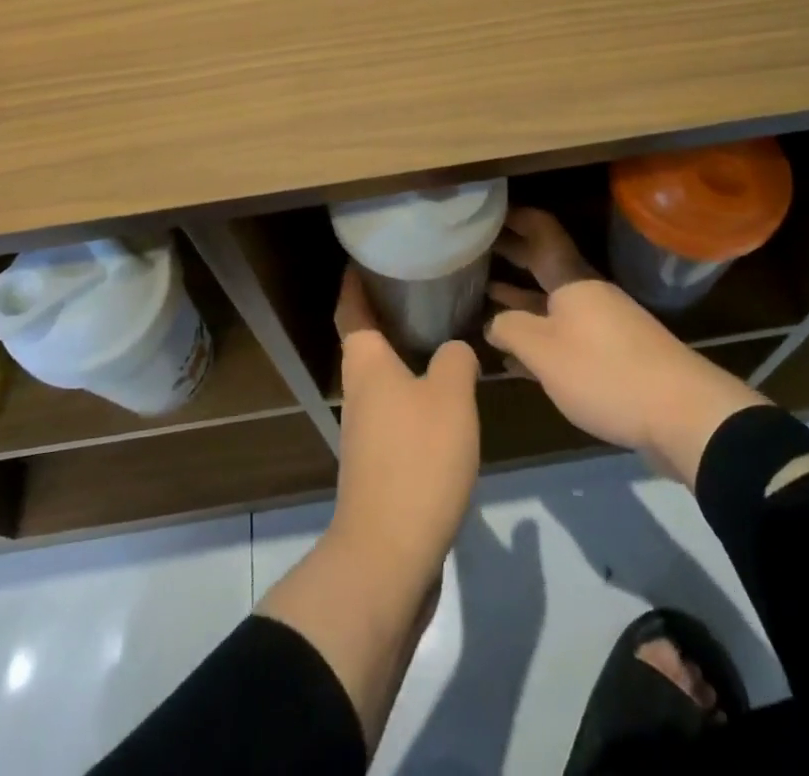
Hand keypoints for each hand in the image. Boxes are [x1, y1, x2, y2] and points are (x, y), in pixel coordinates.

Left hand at [257, 267, 479, 741]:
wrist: (390, 553)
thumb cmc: (416, 459)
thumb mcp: (450, 398)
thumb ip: (455, 361)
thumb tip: (455, 350)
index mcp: (366, 363)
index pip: (352, 308)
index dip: (355, 280)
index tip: (366, 255)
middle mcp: (359, 389)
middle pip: (365, 339)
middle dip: (385, 311)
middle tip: (421, 286)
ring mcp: (366, 429)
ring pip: (382, 375)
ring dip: (402, 351)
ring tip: (439, 331)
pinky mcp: (380, 461)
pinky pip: (395, 408)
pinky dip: (413, 389)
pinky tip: (444, 393)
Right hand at [486, 208, 770, 483]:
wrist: (682, 413)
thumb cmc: (604, 371)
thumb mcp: (544, 352)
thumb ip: (511, 330)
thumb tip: (492, 322)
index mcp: (572, 279)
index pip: (543, 232)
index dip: (518, 218)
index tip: (489, 211)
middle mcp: (588, 293)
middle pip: (545, 264)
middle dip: (513, 255)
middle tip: (477, 247)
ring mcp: (603, 323)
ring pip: (553, 300)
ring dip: (522, 296)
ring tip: (487, 292)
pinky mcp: (613, 354)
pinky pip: (566, 332)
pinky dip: (540, 333)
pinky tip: (517, 353)